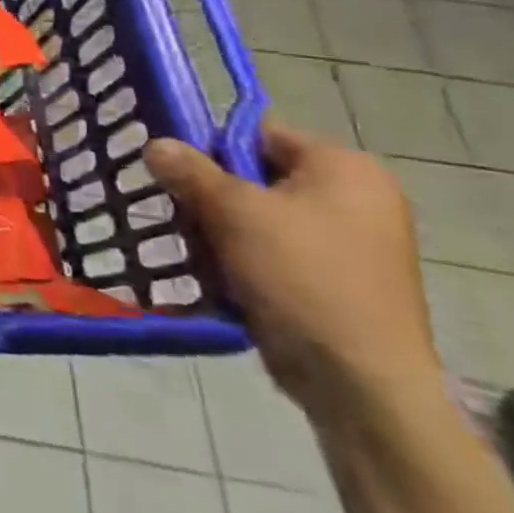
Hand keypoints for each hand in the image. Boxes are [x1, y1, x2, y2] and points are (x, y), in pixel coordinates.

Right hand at [145, 122, 443, 419]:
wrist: (357, 378)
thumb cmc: (302, 275)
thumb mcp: (234, 212)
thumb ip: (190, 171)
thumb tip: (156, 144)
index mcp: (344, 168)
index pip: (259, 134)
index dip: (212, 148)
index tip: (177, 173)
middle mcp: (355, 197)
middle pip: (255, 177)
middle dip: (212, 198)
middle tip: (186, 220)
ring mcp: (349, 242)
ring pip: (257, 218)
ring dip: (220, 233)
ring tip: (203, 257)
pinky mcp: (335, 279)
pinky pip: (273, 252)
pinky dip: (242, 260)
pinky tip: (223, 280)